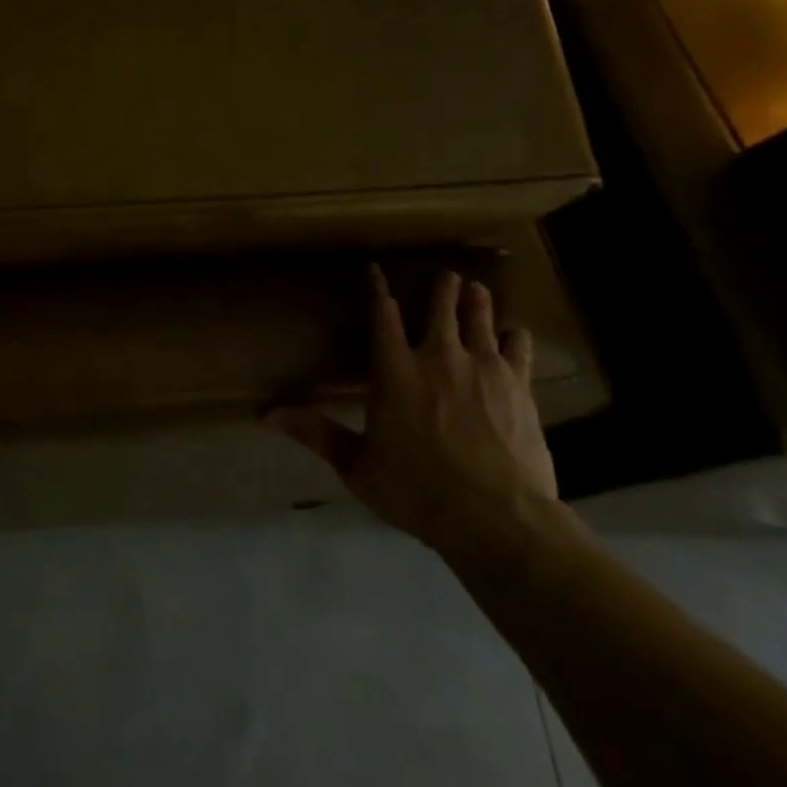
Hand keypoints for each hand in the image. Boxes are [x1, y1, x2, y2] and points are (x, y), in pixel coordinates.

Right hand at [268, 266, 557, 557]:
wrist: (497, 518)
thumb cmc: (417, 491)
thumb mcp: (357, 466)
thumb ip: (317, 433)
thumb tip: (267, 414)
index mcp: (395, 372)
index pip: (382, 316)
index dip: (377, 289)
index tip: (376, 268)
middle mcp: (439, 359)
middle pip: (441, 308)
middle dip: (442, 287)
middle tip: (446, 274)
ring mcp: (484, 369)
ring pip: (481, 319)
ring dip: (476, 301)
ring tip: (475, 288)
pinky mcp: (519, 387)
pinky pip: (518, 348)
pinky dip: (514, 335)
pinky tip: (514, 333)